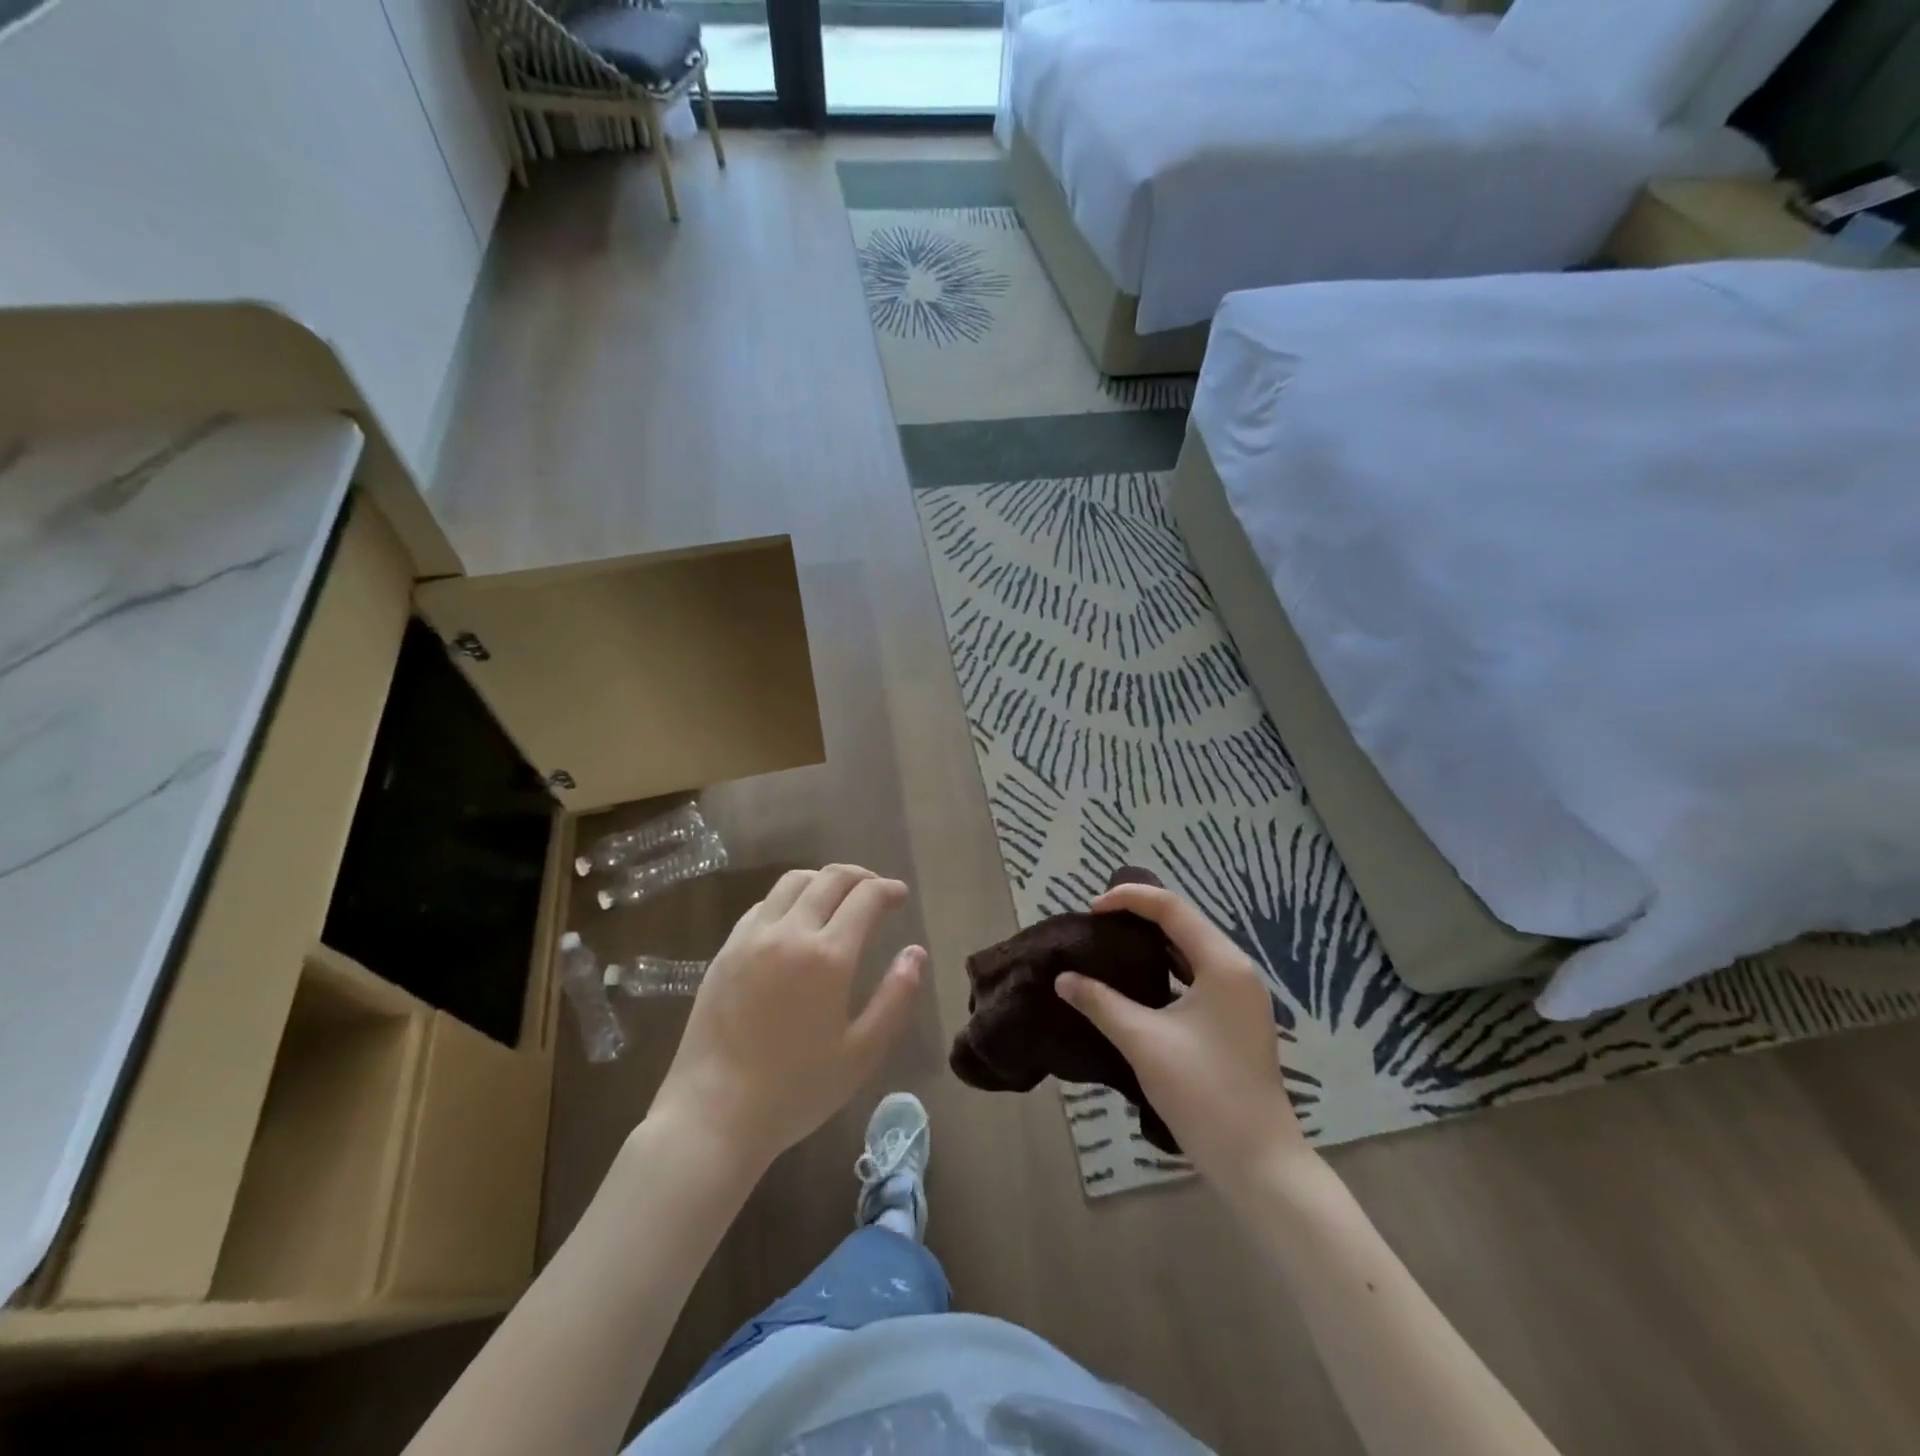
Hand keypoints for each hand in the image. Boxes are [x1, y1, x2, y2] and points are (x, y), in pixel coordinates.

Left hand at [647, 865, 924, 1170]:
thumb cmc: (796, 1090)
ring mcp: (751, 938)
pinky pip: (762, 905)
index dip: (888, 890)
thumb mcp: (862, 1053)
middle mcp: (789, 933)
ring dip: (823, 880)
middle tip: (876, 890)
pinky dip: (789, 899)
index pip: (865, 897)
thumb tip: (916, 953)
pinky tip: (795, 922)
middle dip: (860, 876)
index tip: (900, 896)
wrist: (713, 1114)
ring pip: (792, 883)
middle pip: (829, 878)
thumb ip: (896, 997)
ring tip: (838, 898)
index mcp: (828, 956)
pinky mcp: (725, 950)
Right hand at [1055, 882, 1307, 1182]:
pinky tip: (1138, 981)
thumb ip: (1100, 1002)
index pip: (1172, 908)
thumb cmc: (1203, 1092)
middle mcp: (1237, 970)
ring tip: (1111, 943)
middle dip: (1140, 915)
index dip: (1129, 898)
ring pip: (1191, 950)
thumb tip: (1063, 978)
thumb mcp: (1143, 1041)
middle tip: (1096, 922)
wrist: (1257, 1162)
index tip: (1090, 909)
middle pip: (1184, 923)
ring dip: (1153, 942)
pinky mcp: (1236, 1019)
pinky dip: (1166, 968)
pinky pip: (1197, 975)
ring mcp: (1240, 996)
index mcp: (1222, 964)